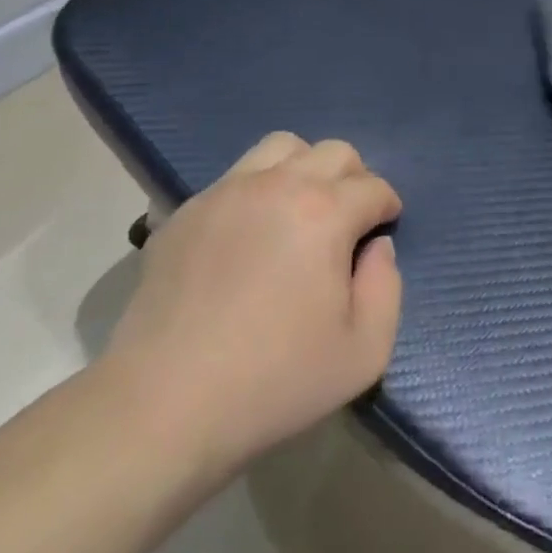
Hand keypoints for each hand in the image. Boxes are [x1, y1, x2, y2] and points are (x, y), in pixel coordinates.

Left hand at [103, 132, 402, 489]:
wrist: (163, 405)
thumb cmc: (274, 380)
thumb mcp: (365, 351)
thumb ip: (387, 286)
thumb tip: (376, 247)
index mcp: (325, 212)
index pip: (374, 187)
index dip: (388, 209)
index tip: (381, 234)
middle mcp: (277, 185)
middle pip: (334, 152)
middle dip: (354, 179)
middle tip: (348, 223)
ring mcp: (226, 192)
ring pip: (281, 147)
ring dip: (305, 169)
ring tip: (301, 213)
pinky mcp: (186, 211)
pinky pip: (235, 177)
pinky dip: (258, 190)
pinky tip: (250, 236)